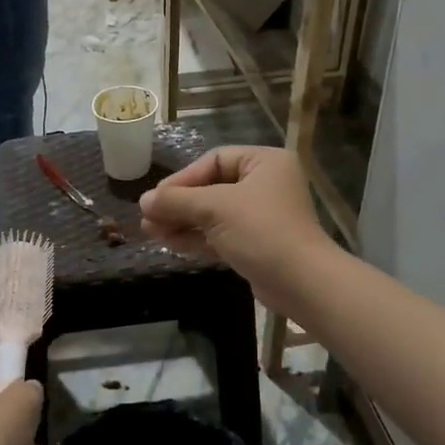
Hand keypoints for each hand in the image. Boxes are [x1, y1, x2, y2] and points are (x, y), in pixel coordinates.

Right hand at [140, 146, 333, 311]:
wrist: (302, 283)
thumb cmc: (261, 231)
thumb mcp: (215, 209)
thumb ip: (177, 201)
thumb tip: (143, 200)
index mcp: (264, 162)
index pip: (214, 161)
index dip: (182, 178)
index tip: (156, 197)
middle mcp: (265, 184)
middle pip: (211, 188)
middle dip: (178, 204)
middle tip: (147, 217)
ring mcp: (261, 216)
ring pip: (213, 214)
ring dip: (182, 222)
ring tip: (150, 231)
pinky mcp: (257, 244)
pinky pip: (220, 234)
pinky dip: (196, 237)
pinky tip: (169, 242)